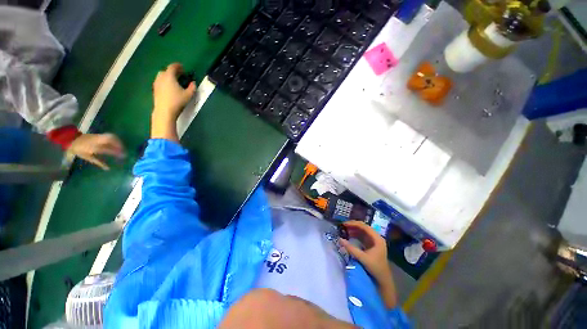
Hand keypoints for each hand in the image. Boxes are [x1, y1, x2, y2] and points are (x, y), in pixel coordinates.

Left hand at [67, 133, 124, 169]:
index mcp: (94, 148)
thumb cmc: (79, 150)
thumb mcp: (88, 157)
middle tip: (124, 150)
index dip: (116, 153)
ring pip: (111, 137)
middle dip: (119, 145)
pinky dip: (114, 138)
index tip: (123, 156)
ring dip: (118, 141)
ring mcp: (98, 137)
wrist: (71, 140)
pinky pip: (109, 135)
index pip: (108, 150)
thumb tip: (108, 169)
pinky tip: (116, 141)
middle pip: (111, 141)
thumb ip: (99, 162)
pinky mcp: (98, 134)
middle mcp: (97, 141)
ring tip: (121, 145)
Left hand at [152, 63, 196, 120]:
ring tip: (174, 81)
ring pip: (161, 76)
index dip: (178, 66)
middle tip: (179, 75)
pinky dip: (164, 82)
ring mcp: (156, 83)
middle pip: (166, 71)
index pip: (172, 67)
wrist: (165, 111)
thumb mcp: (189, 95)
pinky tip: (169, 88)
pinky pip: (160, 82)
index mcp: (169, 76)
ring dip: (168, 76)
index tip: (183, 68)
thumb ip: (192, 87)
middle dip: (172, 71)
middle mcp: (161, 77)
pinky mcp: (155, 89)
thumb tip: (193, 83)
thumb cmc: (178, 101)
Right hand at [339, 220, 396, 307]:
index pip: (364, 226)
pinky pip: (362, 236)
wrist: (383, 280)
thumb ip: (351, 248)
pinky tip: (349, 236)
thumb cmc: (375, 268)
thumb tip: (339, 239)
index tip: (344, 224)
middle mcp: (376, 237)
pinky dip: (355, 235)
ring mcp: (374, 241)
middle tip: (343, 226)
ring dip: (354, 230)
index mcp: (377, 238)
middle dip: (353, 226)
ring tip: (344, 230)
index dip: (354, 224)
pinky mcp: (371, 245)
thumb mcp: (362, 258)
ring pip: (362, 231)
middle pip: (363, 227)